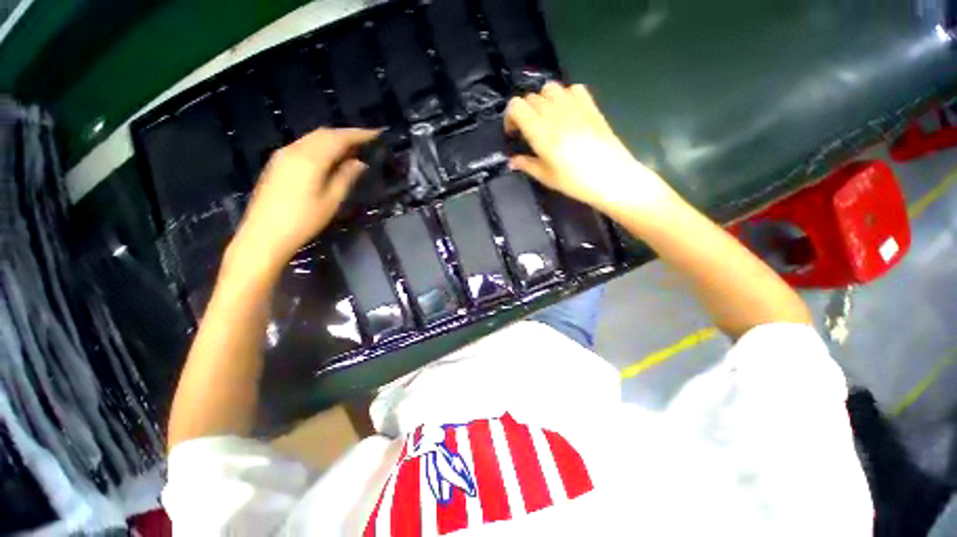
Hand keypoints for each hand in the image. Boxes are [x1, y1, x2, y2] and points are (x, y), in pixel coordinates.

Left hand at [227, 128, 378, 273]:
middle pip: (324, 133)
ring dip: (333, 139)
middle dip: (346, 134)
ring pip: (312, 138)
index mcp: (310, 159)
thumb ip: (346, 177)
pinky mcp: (277, 163)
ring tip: (352, 149)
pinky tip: (329, 157)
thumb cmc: (303, 221)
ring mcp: (282, 155)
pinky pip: (303, 145)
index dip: (359, 134)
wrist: (264, 235)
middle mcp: (294, 150)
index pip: (338, 138)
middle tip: (367, 142)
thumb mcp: (331, 201)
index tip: (377, 134)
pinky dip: (320, 146)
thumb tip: (360, 162)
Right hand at [505, 82, 678, 217]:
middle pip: (531, 97)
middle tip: (529, 131)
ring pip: (550, 88)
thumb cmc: (575, 182)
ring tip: (547, 119)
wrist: (612, 178)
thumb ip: (527, 165)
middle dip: (525, 112)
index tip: (514, 133)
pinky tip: (567, 112)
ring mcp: (575, 106)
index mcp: (540, 132)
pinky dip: (565, 96)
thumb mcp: (546, 177)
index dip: (510, 117)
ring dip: (543, 101)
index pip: (516, 106)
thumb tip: (512, 161)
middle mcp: (555, 113)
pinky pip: (573, 88)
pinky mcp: (591, 105)